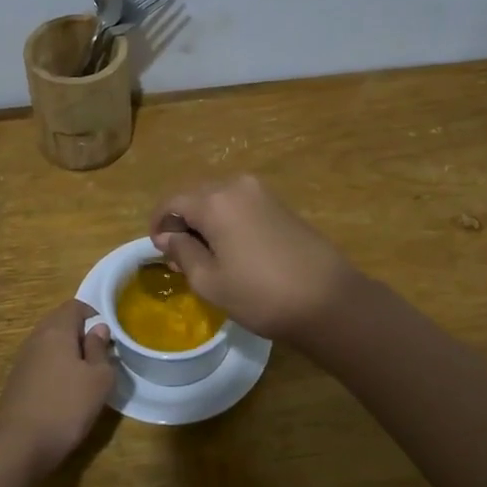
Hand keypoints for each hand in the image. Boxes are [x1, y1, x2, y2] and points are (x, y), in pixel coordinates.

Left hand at [0, 299, 115, 476]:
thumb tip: (98, 328)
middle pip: (61, 323)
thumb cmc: (66, 406)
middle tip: (101, 357)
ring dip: (69, 354)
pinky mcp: (17, 381)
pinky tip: (66, 392)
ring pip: (51, 344)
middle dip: (82, 335)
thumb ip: (100, 349)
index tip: (109, 337)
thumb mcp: (98, 379)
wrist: (18, 445)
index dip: (94, 315)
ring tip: (86, 376)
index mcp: (56, 330)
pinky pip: (42, 363)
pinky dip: (56, 369)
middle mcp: (36, 338)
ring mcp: (23, 360)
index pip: (75, 306)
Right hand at [148, 175, 355, 341]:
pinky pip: (241, 206)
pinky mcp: (280, 205)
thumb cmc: (261, 295)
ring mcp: (262, 193)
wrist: (329, 300)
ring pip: (219, 200)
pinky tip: (232, 250)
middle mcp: (237, 186)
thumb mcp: (210, 281)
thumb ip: (182, 253)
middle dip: (183, 222)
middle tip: (179, 257)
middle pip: (196, 196)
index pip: (172, 202)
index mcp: (215, 201)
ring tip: (206, 256)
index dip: (159, 224)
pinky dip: (227, 221)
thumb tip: (168, 237)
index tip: (158, 250)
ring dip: (205, 221)